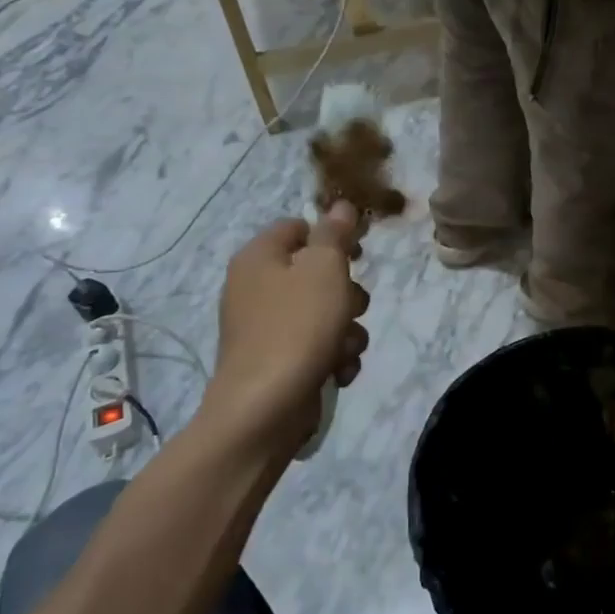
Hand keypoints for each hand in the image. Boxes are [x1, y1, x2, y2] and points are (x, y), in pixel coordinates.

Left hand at [207, 202, 369, 454]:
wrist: (266, 408)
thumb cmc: (297, 326)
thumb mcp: (324, 269)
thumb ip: (334, 234)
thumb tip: (339, 205)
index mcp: (259, 257)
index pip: (298, 227)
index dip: (332, 236)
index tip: (358, 254)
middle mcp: (256, 288)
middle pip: (316, 273)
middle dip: (346, 293)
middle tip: (351, 307)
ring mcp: (265, 328)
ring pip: (324, 312)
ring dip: (346, 329)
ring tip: (344, 347)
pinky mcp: (277, 361)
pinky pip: (317, 345)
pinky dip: (333, 356)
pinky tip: (338, 370)